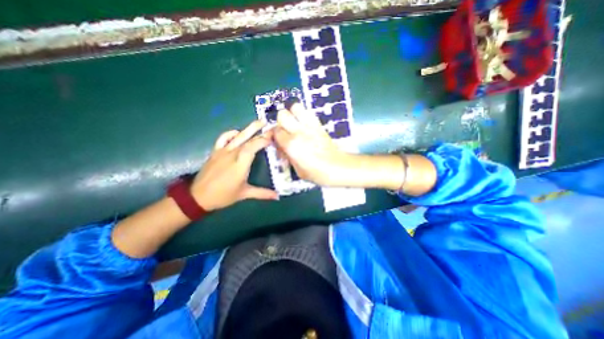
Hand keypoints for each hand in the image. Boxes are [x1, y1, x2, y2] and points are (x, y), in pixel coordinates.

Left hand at [191, 119, 277, 210]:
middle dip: (258, 130)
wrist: (198, 197)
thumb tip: (277, 196)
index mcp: (240, 164)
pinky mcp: (215, 151)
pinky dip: (231, 133)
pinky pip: (223, 138)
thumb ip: (262, 193)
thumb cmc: (223, 195)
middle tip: (268, 122)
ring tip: (258, 122)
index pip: (253, 147)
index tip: (273, 138)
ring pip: (237, 136)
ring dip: (248, 128)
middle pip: (246, 138)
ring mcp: (222, 151)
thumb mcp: (244, 194)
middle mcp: (232, 154)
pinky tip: (238, 132)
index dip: (263, 140)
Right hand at [274, 103, 354, 187]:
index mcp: (291, 145)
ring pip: (295, 107)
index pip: (276, 131)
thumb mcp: (298, 170)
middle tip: (286, 131)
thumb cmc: (317, 173)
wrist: (338, 167)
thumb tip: (282, 147)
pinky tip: (305, 125)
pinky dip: (303, 115)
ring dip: (293, 114)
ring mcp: (310, 126)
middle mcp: (299, 132)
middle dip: (281, 122)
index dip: (275, 135)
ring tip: (295, 124)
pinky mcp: (319, 124)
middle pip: (282, 114)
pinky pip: (308, 113)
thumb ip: (288, 156)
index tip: (279, 141)